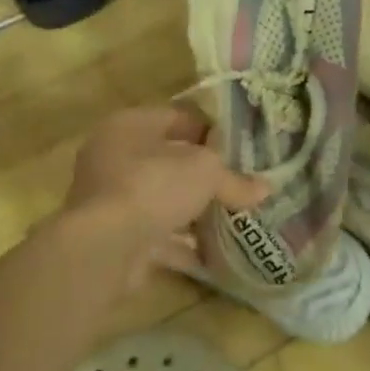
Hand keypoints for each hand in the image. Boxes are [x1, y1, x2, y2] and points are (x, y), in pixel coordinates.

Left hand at [56, 105, 268, 291]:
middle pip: (169, 160)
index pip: (178, 117)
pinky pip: (157, 234)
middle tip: (239, 182)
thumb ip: (235, 180)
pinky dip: (183, 242)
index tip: (240, 147)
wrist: (103, 248)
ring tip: (232, 217)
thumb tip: (265, 189)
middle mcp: (113, 156)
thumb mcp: (207, 172)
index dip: (211, 131)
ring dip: (193, 210)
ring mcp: (109, 199)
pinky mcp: (112, 236)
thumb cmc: (154, 186)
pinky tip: (213, 252)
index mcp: (130, 125)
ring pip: (162, 199)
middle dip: (203, 174)